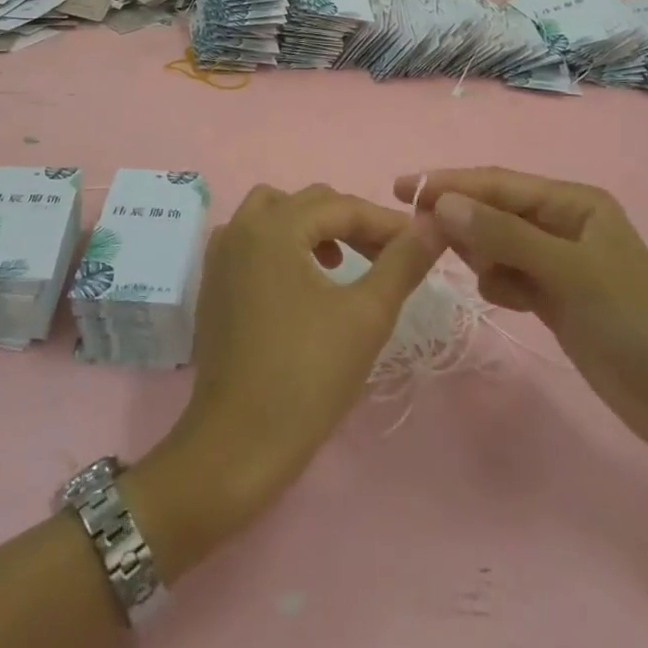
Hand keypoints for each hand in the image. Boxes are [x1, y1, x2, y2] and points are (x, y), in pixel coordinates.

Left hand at [134, 185, 442, 566]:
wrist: (236, 444)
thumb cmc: (306, 377)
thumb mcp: (366, 316)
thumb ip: (402, 262)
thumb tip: (434, 223)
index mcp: (274, 226)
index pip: (342, 207)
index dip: (385, 222)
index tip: (422, 241)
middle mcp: (241, 226)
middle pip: (308, 203)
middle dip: (352, 222)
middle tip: (388, 255)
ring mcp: (221, 253)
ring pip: (276, 214)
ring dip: (313, 227)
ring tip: (343, 261)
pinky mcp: (213, 281)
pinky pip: (253, 239)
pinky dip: (283, 243)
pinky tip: (303, 279)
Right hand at [401, 168, 647, 458]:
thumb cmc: (634, 323)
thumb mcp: (567, 271)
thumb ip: (503, 234)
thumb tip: (442, 204)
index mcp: (572, 202)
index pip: (497, 183)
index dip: (448, 183)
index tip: (399, 188)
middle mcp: (562, 224)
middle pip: (494, 210)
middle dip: (458, 217)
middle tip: (417, 234)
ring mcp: (558, 262)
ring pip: (497, 243)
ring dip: (477, 251)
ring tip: (468, 269)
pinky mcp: (555, 297)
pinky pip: (509, 274)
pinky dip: (497, 280)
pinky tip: (501, 296)